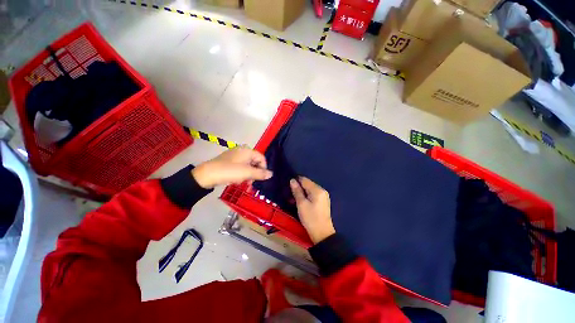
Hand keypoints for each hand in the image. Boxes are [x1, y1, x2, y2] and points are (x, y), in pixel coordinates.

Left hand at [192, 146, 271, 188]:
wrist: (207, 175)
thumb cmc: (230, 171)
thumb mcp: (247, 173)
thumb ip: (260, 173)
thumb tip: (271, 174)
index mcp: (247, 150)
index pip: (261, 158)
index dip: (263, 168)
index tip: (261, 178)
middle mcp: (241, 150)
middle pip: (254, 161)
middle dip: (255, 172)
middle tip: (251, 182)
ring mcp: (234, 155)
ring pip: (247, 165)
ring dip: (248, 174)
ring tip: (244, 182)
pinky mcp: (228, 160)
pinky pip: (239, 166)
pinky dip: (241, 173)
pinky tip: (237, 179)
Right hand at [290, 177, 335, 243]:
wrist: (322, 234)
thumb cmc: (310, 218)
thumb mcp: (301, 204)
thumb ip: (297, 191)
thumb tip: (292, 180)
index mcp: (317, 190)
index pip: (305, 180)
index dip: (296, 181)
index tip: (288, 185)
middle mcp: (322, 190)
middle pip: (308, 184)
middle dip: (299, 187)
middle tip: (290, 194)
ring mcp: (324, 196)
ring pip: (310, 189)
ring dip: (302, 192)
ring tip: (294, 198)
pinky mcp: (323, 201)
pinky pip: (313, 194)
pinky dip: (307, 196)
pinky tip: (301, 201)